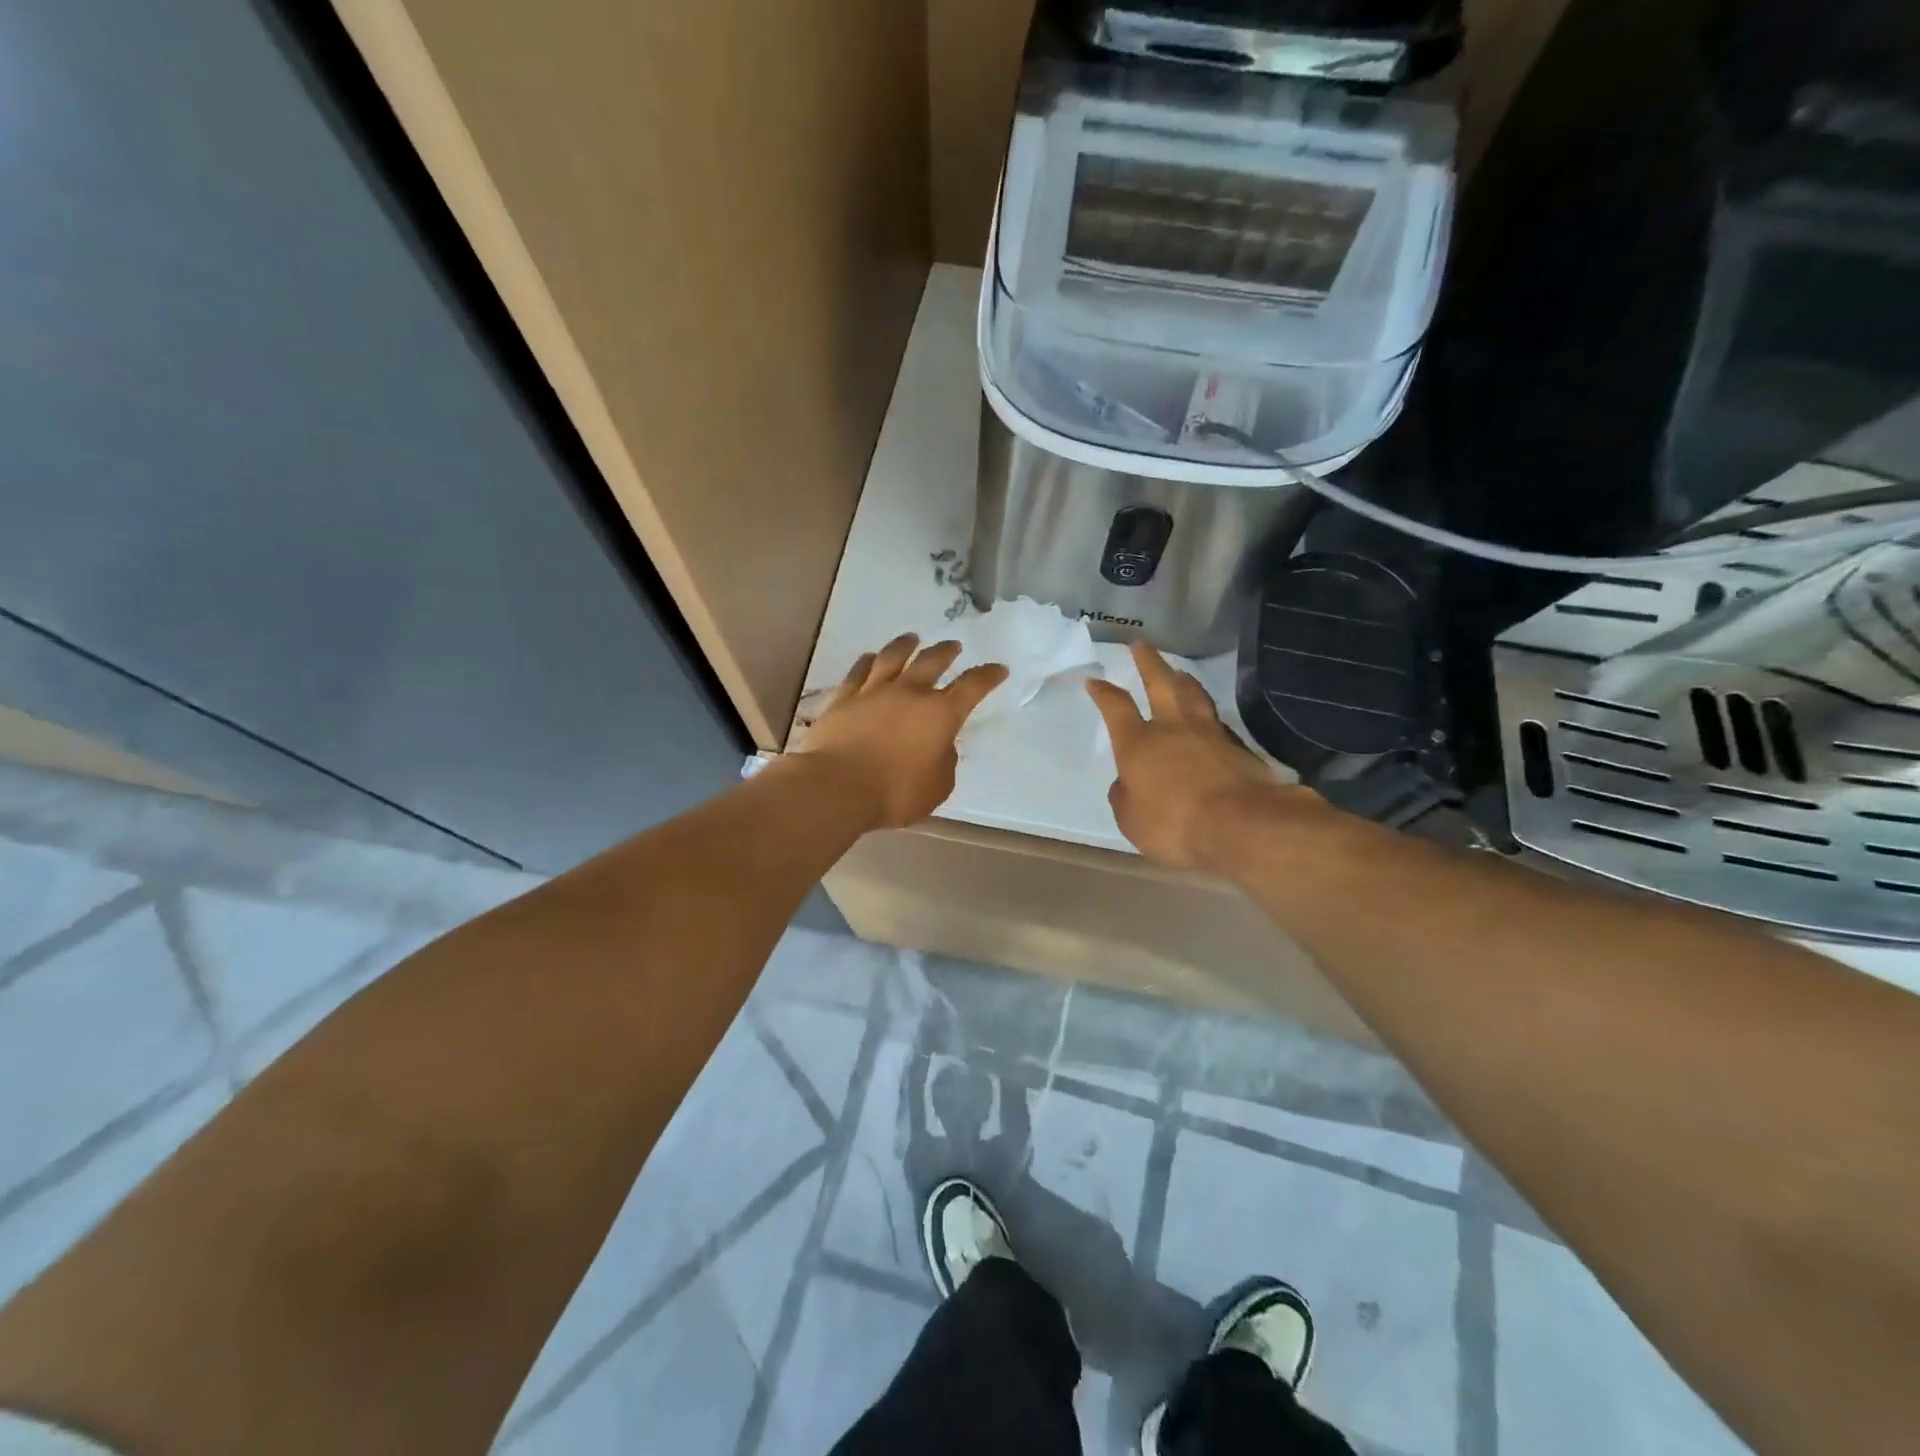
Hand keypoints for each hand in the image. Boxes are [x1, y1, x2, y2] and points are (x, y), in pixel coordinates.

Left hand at [799, 634, 1008, 828]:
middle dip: (946, 652)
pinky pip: (859, 671)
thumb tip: (942, 746)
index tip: (998, 669)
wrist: (836, 787)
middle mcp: (910, 693)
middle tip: (954, 646)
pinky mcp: (844, 698)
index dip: (988, 676)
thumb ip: (945, 762)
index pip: (972, 687)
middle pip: (932, 661)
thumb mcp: (937, 787)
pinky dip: (868, 661)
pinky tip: (870, 657)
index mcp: (940, 714)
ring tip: (912, 638)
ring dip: (906, 645)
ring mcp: (874, 691)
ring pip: (893, 657)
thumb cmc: (895, 793)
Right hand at [1086, 640, 1319, 869]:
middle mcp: (1172, 729)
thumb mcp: (1132, 821)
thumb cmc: (1175, 825)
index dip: (1104, 692)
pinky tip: (1210, 717)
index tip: (1095, 679)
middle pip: (1160, 684)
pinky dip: (1209, 713)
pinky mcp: (1240, 748)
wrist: (1242, 825)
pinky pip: (1218, 722)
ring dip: (1183, 679)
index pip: (1116, 708)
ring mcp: (1209, 734)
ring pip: (1194, 696)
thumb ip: (1125, 798)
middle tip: (1141, 644)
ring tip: (1179, 671)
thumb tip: (1127, 784)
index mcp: (1138, 744)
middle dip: (1148, 662)